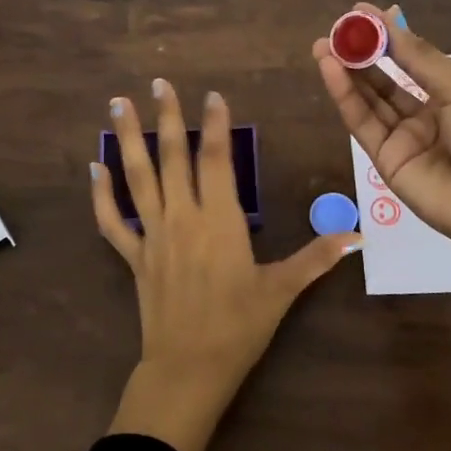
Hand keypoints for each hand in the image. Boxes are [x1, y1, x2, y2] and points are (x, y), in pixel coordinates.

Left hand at [92, 79, 361, 450]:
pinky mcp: (135, 257)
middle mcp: (183, 218)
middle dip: (166, 117)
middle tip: (158, 84)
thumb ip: (316, 258)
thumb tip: (356, 236)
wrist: (189, 367)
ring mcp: (154, 236)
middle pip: (172, 157)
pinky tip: (94, 168)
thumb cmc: (239, 326)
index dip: (215, 125)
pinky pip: (112, 221)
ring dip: (127, 139)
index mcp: (220, 221)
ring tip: (116, 105)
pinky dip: (101, 195)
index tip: (213, 96)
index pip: (216, 160)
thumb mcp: (282, 290)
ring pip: (137, 178)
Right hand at [313, 4, 450, 400]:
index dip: (386, 37)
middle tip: (335, 30)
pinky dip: (345, 96)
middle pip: (385, 79)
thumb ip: (420, 59)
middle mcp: (425, 113)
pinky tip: (331, 70)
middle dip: (360, 54)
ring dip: (345, 72)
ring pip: (368, 99)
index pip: (411, 59)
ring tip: (323, 46)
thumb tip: (391, 20)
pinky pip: (362, 123)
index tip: (359, 12)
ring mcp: (403, 137)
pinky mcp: (384, 159)